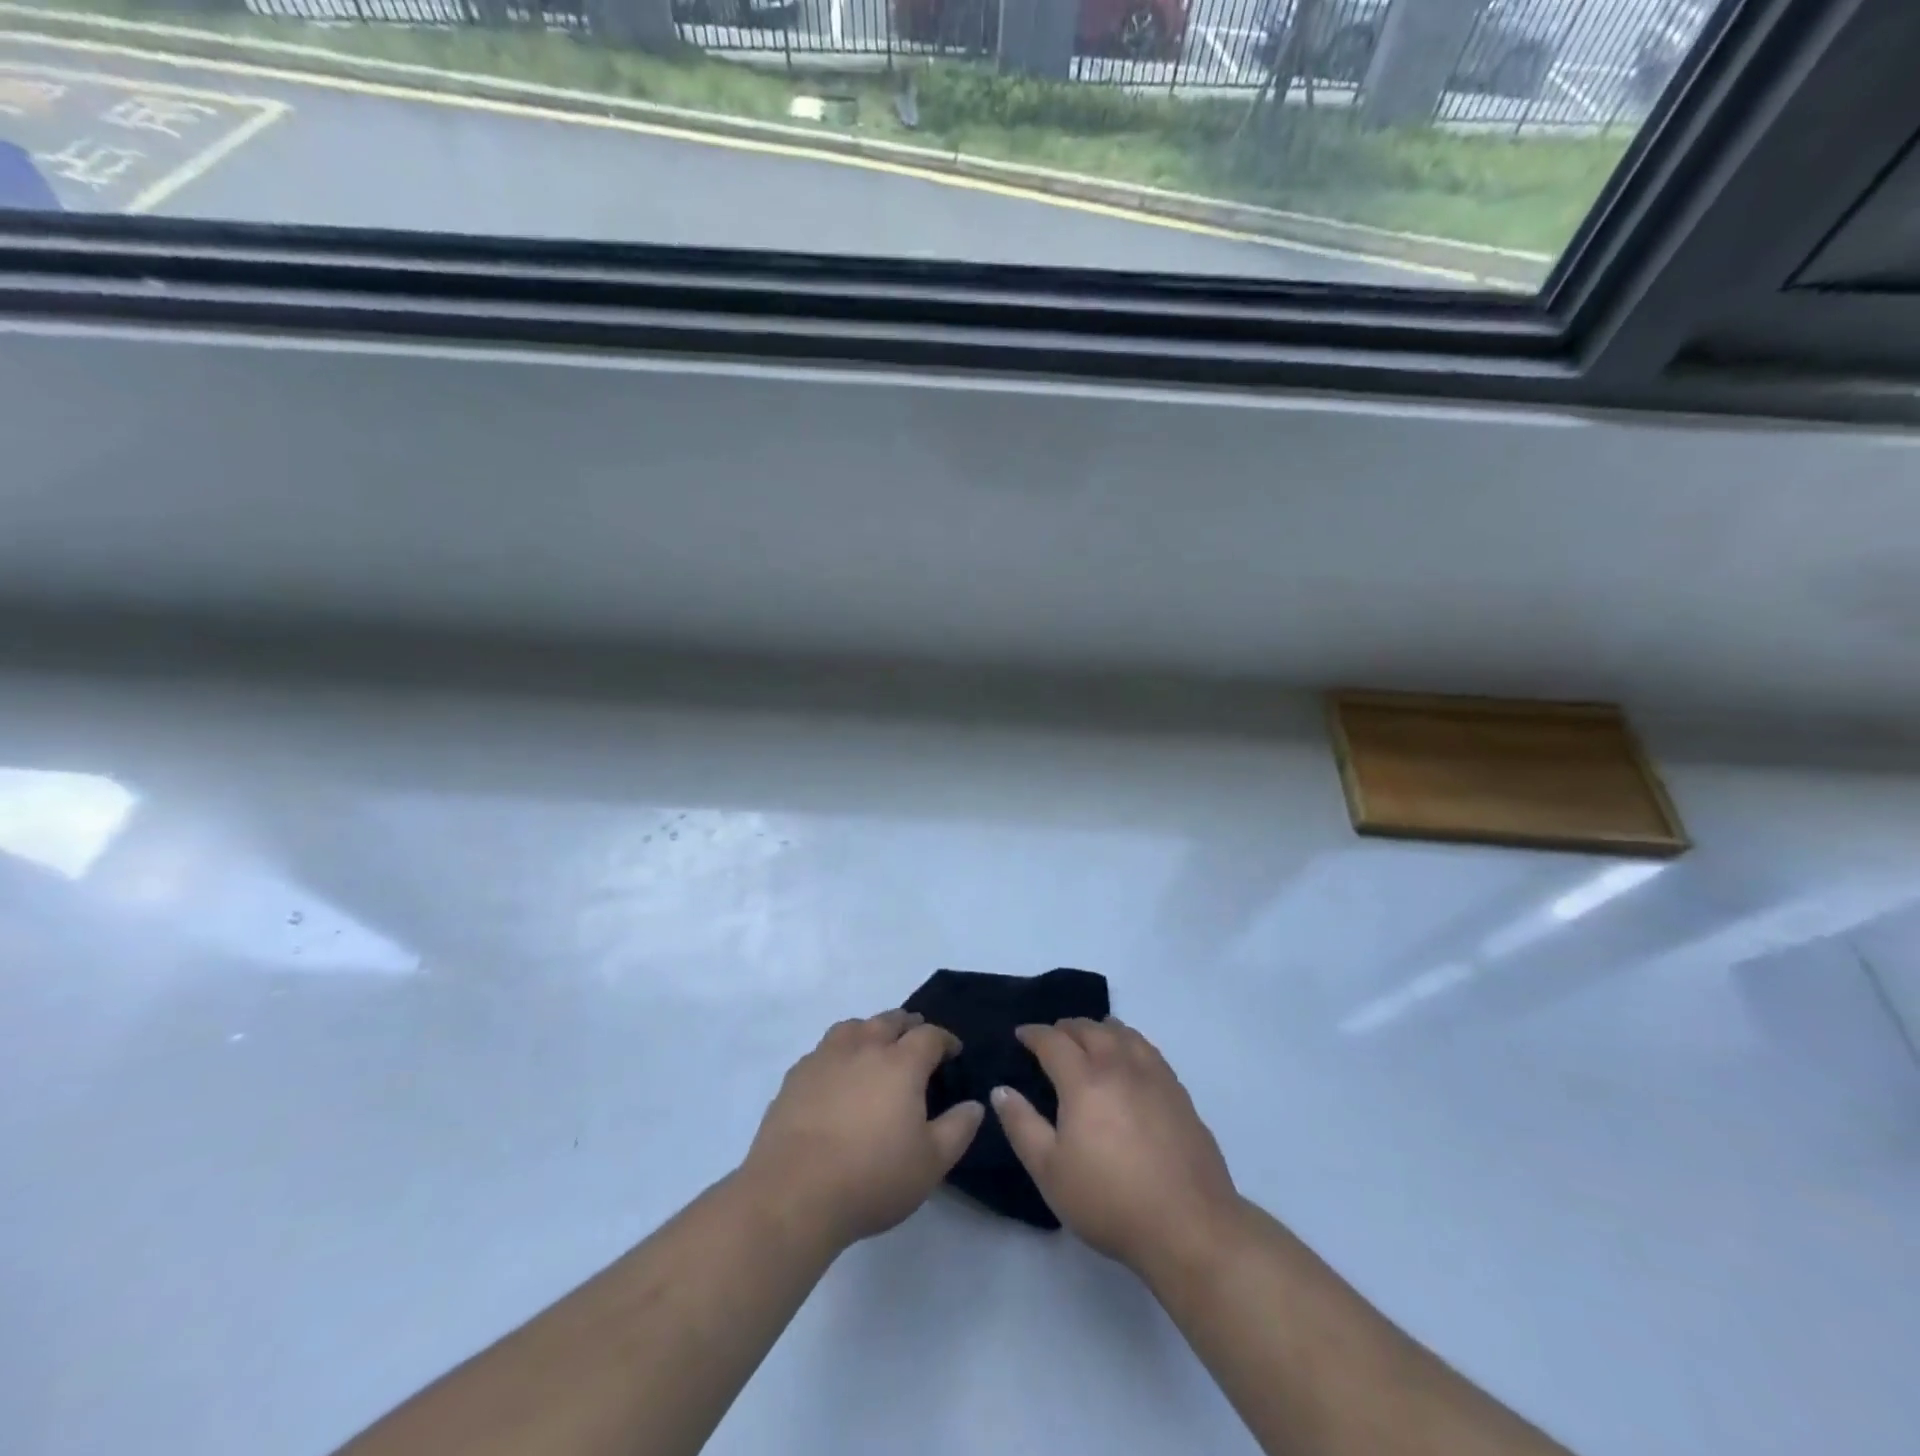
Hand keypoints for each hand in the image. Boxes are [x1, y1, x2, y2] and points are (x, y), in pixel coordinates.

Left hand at [742, 1010, 984, 1251]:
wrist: (794, 1193)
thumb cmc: (872, 1177)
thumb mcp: (931, 1163)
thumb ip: (958, 1129)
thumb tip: (975, 1104)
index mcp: (901, 1063)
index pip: (929, 1036)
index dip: (945, 1039)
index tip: (954, 1050)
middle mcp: (864, 1047)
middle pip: (889, 1021)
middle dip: (908, 1025)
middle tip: (916, 1036)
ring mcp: (826, 1058)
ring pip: (853, 1027)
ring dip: (870, 1030)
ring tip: (876, 1044)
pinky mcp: (796, 1076)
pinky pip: (824, 1049)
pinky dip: (839, 1051)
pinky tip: (837, 1072)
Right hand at [993, 1018, 1240, 1277]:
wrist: (1189, 1225)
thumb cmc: (1110, 1200)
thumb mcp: (1050, 1171)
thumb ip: (1021, 1125)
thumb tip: (1001, 1089)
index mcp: (1084, 1080)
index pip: (1053, 1041)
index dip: (1033, 1033)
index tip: (1020, 1034)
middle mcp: (1118, 1065)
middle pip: (1089, 1029)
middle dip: (1065, 1027)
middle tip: (1052, 1037)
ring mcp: (1153, 1075)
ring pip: (1122, 1032)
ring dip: (1099, 1028)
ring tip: (1090, 1038)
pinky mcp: (1178, 1092)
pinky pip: (1147, 1049)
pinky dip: (1129, 1041)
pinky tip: (1128, 1058)